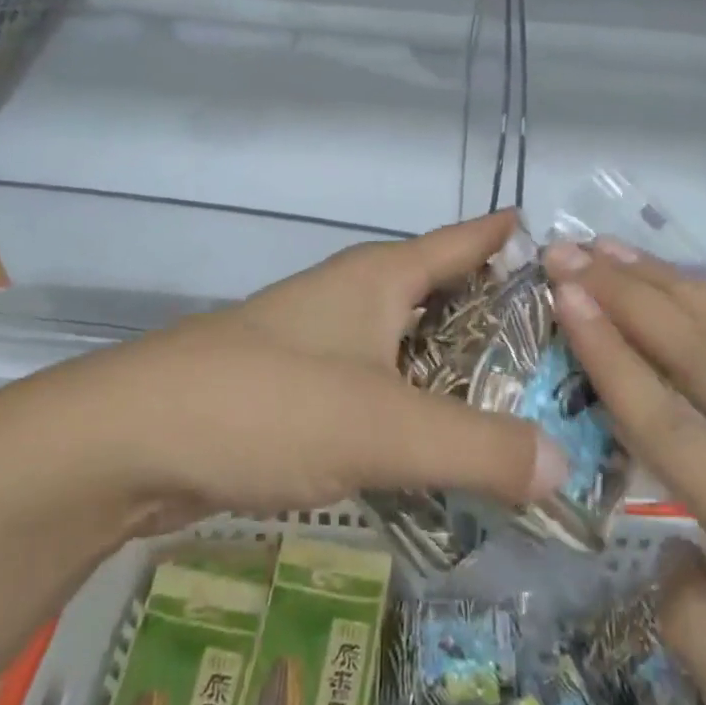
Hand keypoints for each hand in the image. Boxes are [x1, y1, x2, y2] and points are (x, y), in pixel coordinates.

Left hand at [58, 212, 564, 530]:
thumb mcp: (384, 426)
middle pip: (446, 297)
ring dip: (461, 378)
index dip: (513, 239)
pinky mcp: (301, 390)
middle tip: (572, 361)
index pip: (465, 240)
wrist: (133, 439)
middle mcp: (355, 298)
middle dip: (504, 325)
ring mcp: (324, 342)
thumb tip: (566, 464)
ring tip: (525, 415)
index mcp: (381, 276)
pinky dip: (417, 414)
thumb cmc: (269, 402)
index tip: (572, 255)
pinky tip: (444, 455)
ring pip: (412, 349)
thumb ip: (479, 447)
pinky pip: (380, 391)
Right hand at [542, 242, 705, 704]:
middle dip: (629, 293)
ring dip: (674, 286)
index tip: (565, 295)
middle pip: (704, 355)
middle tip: (568, 249)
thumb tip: (653, 549)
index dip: (610, 353)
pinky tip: (697, 294)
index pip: (670, 424)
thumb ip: (703, 641)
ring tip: (616, 250)